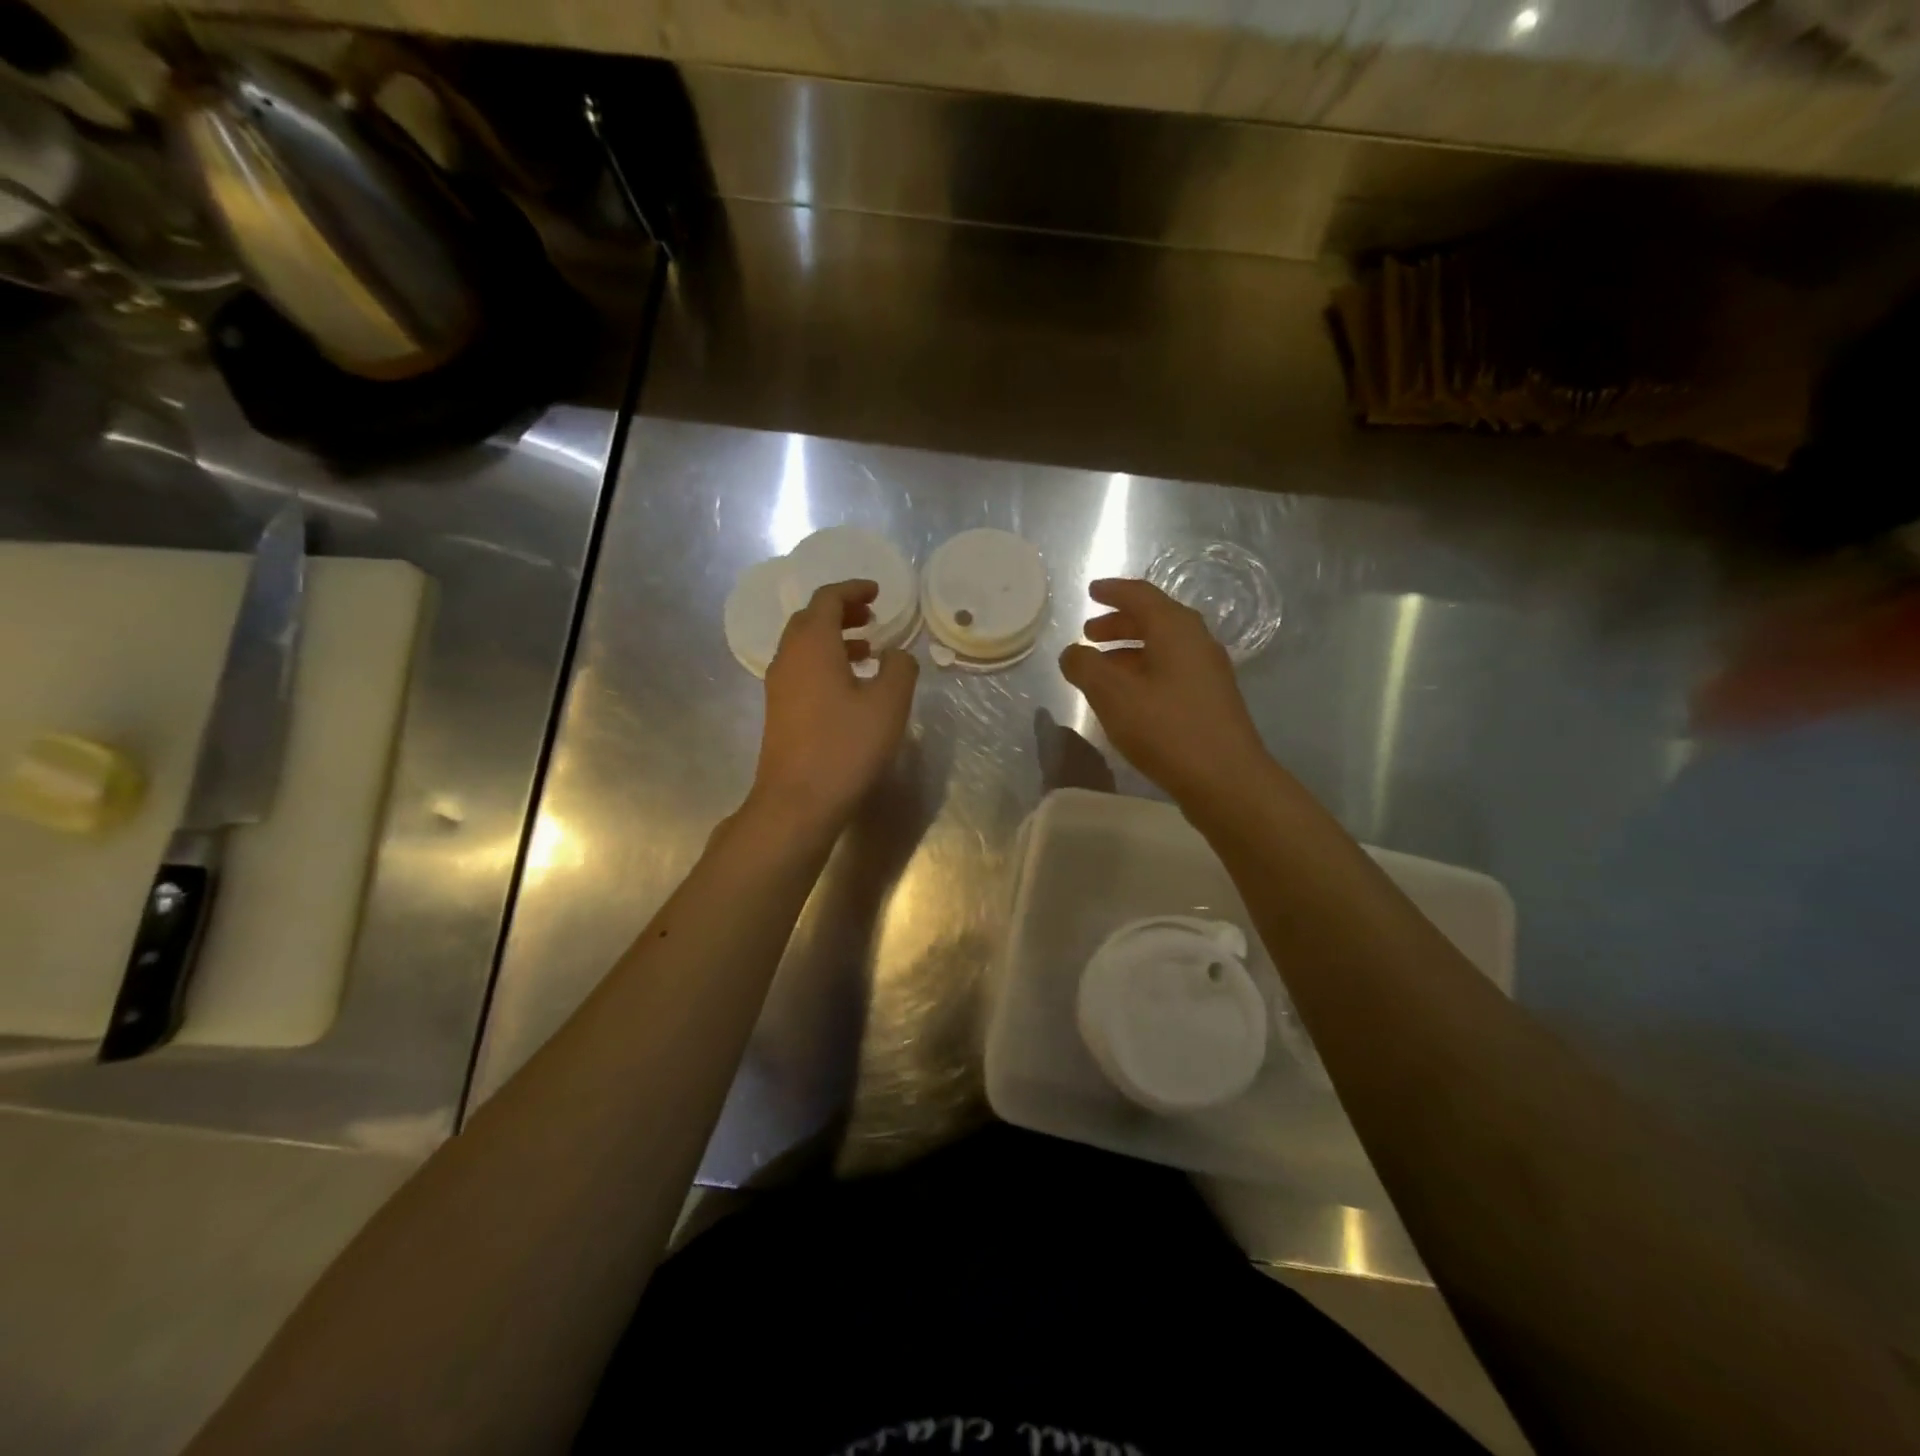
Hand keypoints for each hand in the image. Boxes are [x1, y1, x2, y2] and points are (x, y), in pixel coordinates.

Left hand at [750, 579, 919, 831]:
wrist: (798, 802)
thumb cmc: (846, 747)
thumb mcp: (888, 704)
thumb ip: (900, 668)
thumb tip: (897, 654)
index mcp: (812, 645)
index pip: (827, 599)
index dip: (853, 590)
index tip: (877, 592)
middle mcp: (788, 658)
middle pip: (810, 619)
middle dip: (841, 612)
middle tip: (872, 617)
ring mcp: (779, 686)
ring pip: (804, 647)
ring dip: (834, 638)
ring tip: (868, 649)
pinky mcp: (779, 711)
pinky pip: (802, 670)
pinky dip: (826, 663)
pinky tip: (851, 686)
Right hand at [1059, 578, 1270, 808]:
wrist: (1226, 779)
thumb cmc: (1166, 728)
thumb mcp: (1113, 695)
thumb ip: (1085, 667)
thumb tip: (1072, 653)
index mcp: (1175, 629)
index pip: (1140, 595)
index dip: (1112, 591)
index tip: (1091, 591)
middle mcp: (1197, 641)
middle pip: (1154, 619)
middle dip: (1119, 623)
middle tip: (1090, 634)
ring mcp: (1208, 671)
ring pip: (1163, 647)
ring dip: (1130, 650)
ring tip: (1102, 668)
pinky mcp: (1211, 699)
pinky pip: (1171, 670)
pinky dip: (1144, 671)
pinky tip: (1129, 697)